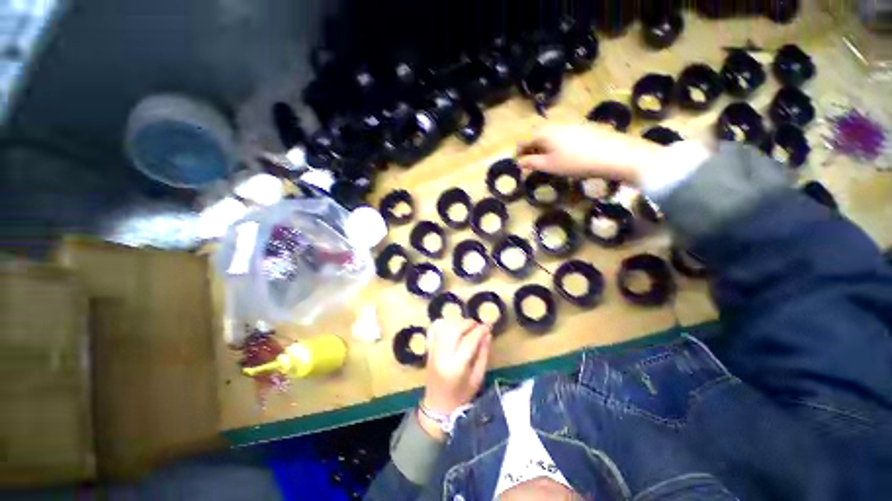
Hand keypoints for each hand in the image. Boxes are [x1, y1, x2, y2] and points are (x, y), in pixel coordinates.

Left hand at [418, 319, 491, 439]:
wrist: (437, 405)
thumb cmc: (461, 395)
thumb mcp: (478, 379)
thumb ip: (483, 354)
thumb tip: (487, 334)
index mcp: (457, 366)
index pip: (469, 341)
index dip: (481, 330)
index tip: (489, 326)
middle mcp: (442, 355)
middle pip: (455, 329)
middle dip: (469, 323)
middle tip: (478, 326)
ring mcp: (433, 350)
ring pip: (444, 325)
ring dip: (458, 321)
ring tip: (467, 326)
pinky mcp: (428, 347)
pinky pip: (434, 327)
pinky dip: (444, 322)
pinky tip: (452, 326)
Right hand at [516, 124, 662, 185]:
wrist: (614, 154)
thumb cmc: (575, 162)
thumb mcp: (549, 165)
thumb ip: (531, 163)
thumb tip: (519, 162)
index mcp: (543, 132)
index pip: (523, 141)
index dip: (518, 153)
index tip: (518, 165)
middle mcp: (555, 124)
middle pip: (536, 135)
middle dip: (530, 149)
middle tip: (530, 163)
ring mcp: (570, 124)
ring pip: (549, 135)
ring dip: (542, 147)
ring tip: (545, 161)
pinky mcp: (582, 127)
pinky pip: (561, 135)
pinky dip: (555, 144)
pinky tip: (562, 154)